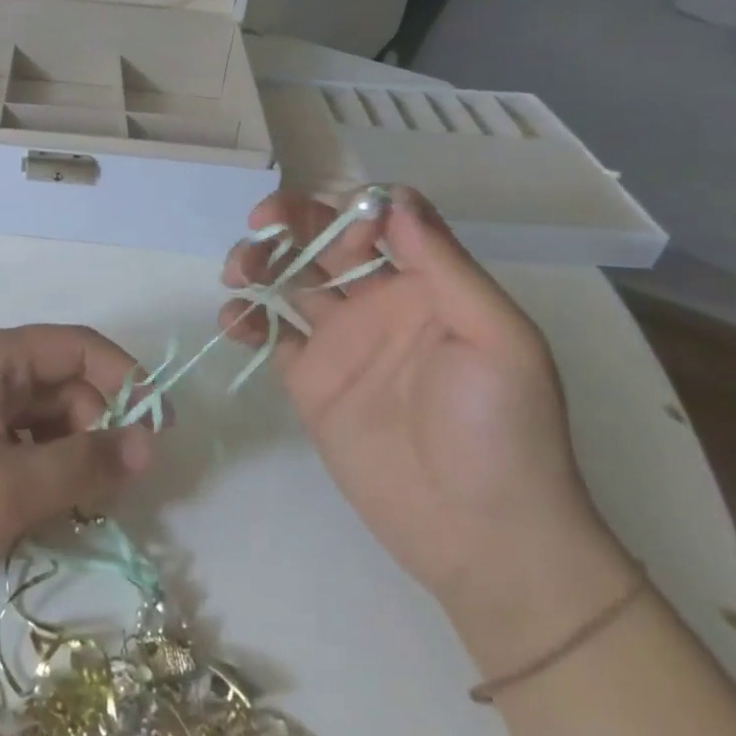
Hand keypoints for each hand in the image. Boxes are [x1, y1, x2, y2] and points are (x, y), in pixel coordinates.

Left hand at [0, 326, 156, 608]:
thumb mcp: (5, 488)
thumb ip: (83, 464)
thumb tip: (150, 444)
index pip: (78, 346)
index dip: (126, 379)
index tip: (161, 431)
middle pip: (65, 385)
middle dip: (99, 430)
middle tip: (116, 492)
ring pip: (47, 421)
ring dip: (73, 459)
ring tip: (81, 510)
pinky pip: (23, 447)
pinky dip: (45, 474)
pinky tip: (46, 514)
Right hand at [221, 188, 634, 665]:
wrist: (481, 538)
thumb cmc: (502, 430)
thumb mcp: (496, 338)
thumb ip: (443, 265)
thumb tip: (395, 197)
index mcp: (426, 285)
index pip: (379, 220)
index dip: (350, 207)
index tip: (332, 222)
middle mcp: (378, 302)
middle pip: (323, 241)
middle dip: (288, 221)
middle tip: (258, 224)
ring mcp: (340, 342)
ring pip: (288, 280)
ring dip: (258, 261)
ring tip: (238, 271)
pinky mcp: (310, 381)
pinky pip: (270, 335)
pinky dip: (245, 318)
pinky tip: (234, 319)